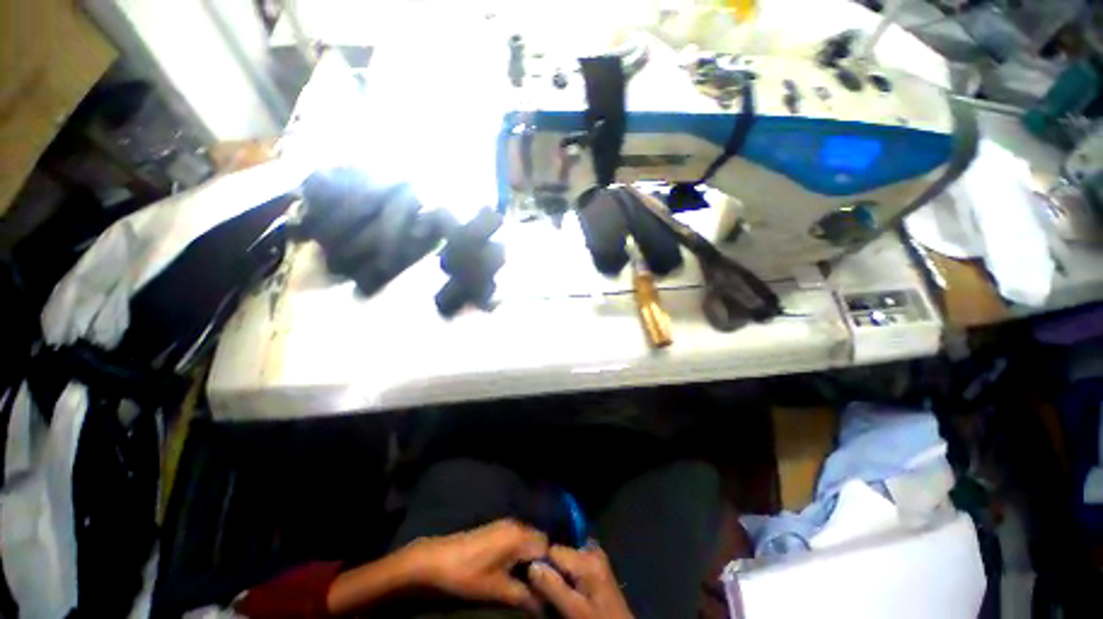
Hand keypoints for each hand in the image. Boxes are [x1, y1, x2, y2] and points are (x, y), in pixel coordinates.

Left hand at [405, 519, 548, 611]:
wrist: (436, 559)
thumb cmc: (467, 575)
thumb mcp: (497, 590)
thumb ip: (523, 596)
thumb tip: (542, 605)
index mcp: (519, 537)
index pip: (546, 549)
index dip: (550, 568)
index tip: (549, 587)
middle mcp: (516, 525)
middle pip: (539, 541)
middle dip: (541, 562)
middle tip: (537, 586)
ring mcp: (505, 524)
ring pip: (529, 539)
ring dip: (530, 557)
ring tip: (526, 580)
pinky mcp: (496, 528)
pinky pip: (518, 537)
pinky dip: (520, 552)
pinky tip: (512, 569)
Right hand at [529, 543, 633, 618]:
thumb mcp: (574, 610)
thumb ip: (552, 586)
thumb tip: (531, 564)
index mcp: (587, 557)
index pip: (552, 549)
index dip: (539, 565)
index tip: (531, 583)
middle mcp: (592, 549)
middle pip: (559, 552)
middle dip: (548, 570)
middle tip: (542, 593)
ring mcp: (595, 557)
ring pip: (564, 559)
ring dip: (556, 575)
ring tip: (552, 594)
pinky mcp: (596, 567)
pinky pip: (573, 564)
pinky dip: (565, 576)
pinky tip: (563, 591)